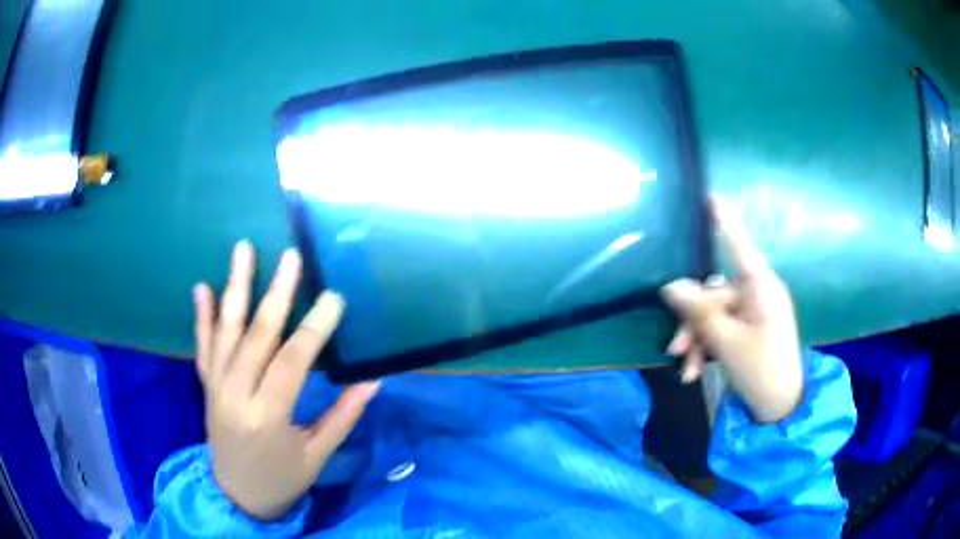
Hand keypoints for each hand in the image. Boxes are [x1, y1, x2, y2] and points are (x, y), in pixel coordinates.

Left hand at [193, 241, 378, 520]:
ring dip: (235, 288)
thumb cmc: (282, 478)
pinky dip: (202, 317)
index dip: (314, 328)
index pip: (292, 362)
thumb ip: (343, 416)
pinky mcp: (206, 386)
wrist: (237, 496)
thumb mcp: (317, 455)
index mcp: (268, 416)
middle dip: (276, 293)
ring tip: (243, 250)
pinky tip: (202, 287)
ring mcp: (216, 387)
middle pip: (256, 336)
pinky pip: (202, 346)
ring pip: (225, 331)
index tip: (334, 298)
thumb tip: (373, 379)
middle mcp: (236, 395)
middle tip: (291, 257)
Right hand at [660, 198, 801, 423]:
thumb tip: (671, 284)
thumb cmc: (761, 370)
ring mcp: (754, 313)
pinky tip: (694, 373)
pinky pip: (722, 330)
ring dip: (697, 340)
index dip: (724, 221)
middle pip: (715, 293)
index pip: (739, 246)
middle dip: (693, 322)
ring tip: (686, 371)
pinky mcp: (750, 331)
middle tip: (675, 349)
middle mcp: (758, 294)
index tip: (709, 196)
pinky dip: (707, 349)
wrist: (779, 408)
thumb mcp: (727, 343)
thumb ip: (700, 312)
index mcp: (761, 288)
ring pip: (715, 315)